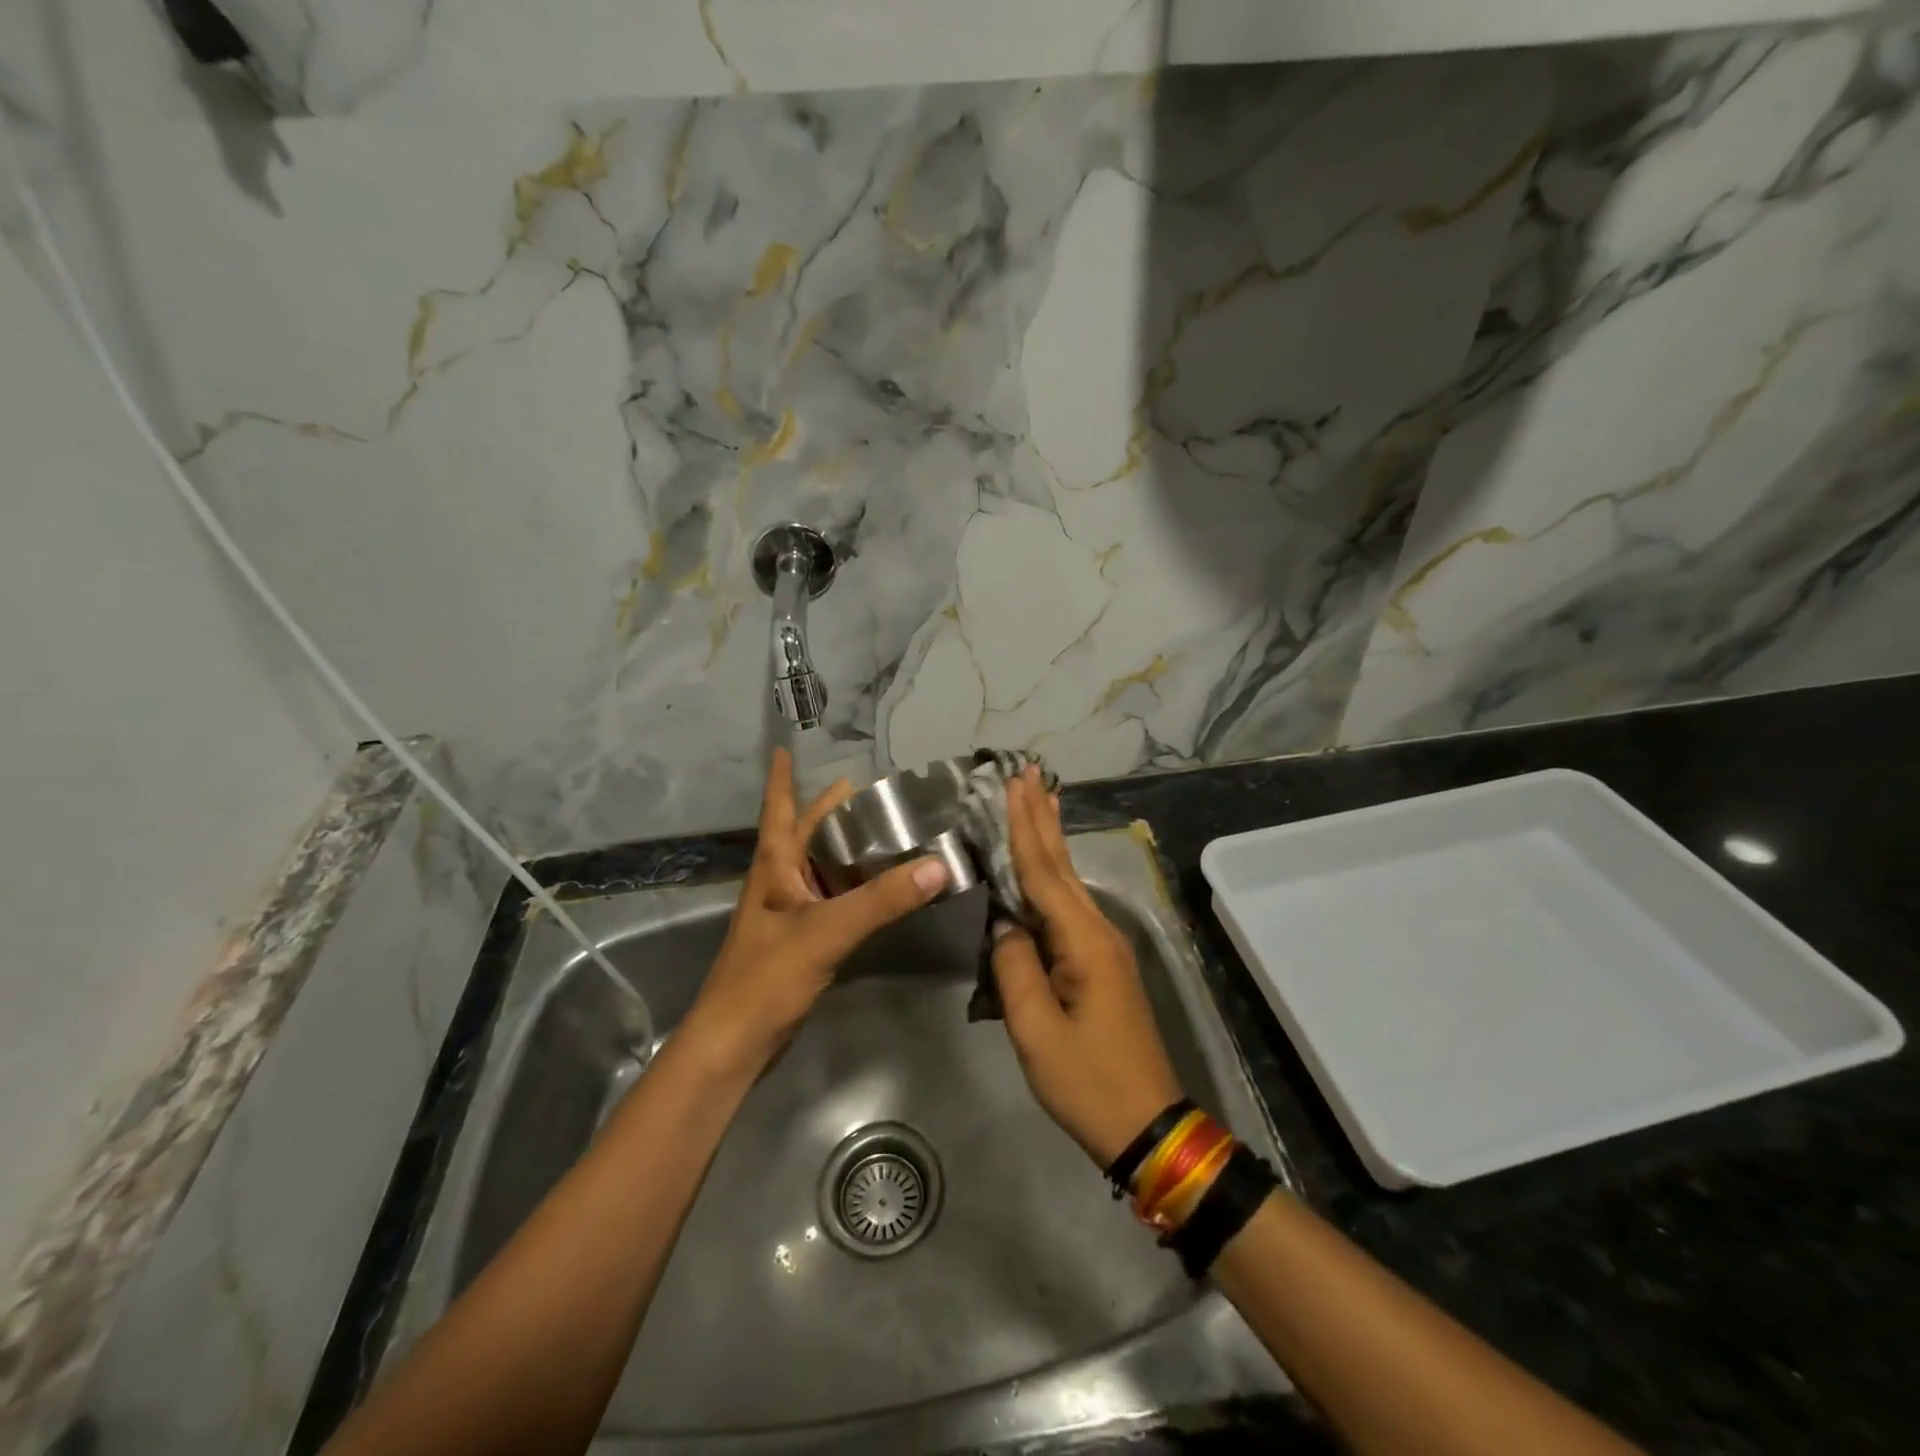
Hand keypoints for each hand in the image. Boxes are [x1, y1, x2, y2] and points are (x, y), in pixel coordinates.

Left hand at [682, 749, 948, 1076]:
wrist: (735, 1044)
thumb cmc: (767, 976)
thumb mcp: (826, 931)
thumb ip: (882, 900)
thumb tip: (938, 865)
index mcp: (774, 866)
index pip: (779, 808)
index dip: (781, 777)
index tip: (785, 747)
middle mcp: (779, 881)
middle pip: (806, 833)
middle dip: (832, 810)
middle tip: (875, 792)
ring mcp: (789, 912)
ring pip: (822, 867)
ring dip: (848, 848)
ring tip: (889, 833)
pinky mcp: (802, 940)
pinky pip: (833, 899)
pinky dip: (856, 887)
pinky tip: (881, 889)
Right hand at [990, 768, 1184, 1166]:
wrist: (1149, 1126)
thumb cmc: (1087, 1082)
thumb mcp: (1035, 1031)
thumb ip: (1014, 967)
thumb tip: (1004, 923)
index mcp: (1083, 941)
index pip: (1043, 872)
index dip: (1025, 825)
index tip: (1015, 782)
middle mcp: (1098, 931)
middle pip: (1062, 864)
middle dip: (1042, 816)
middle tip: (1028, 772)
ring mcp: (1103, 946)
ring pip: (1068, 881)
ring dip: (1049, 839)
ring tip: (1039, 799)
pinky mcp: (1101, 963)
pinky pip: (1069, 906)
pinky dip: (1053, 874)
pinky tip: (1047, 865)